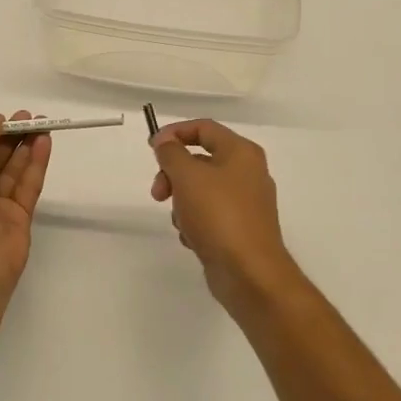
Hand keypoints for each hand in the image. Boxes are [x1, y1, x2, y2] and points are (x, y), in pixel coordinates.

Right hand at [150, 120, 295, 309]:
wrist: (249, 273)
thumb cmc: (218, 215)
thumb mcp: (187, 176)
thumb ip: (171, 153)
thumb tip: (165, 141)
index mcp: (241, 152)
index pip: (203, 128)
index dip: (174, 132)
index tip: (151, 148)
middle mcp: (248, 173)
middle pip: (200, 160)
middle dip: (173, 175)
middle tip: (158, 193)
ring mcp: (246, 203)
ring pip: (201, 190)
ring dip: (182, 203)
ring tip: (182, 222)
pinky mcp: (240, 228)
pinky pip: (209, 215)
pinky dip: (195, 223)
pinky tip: (193, 239)